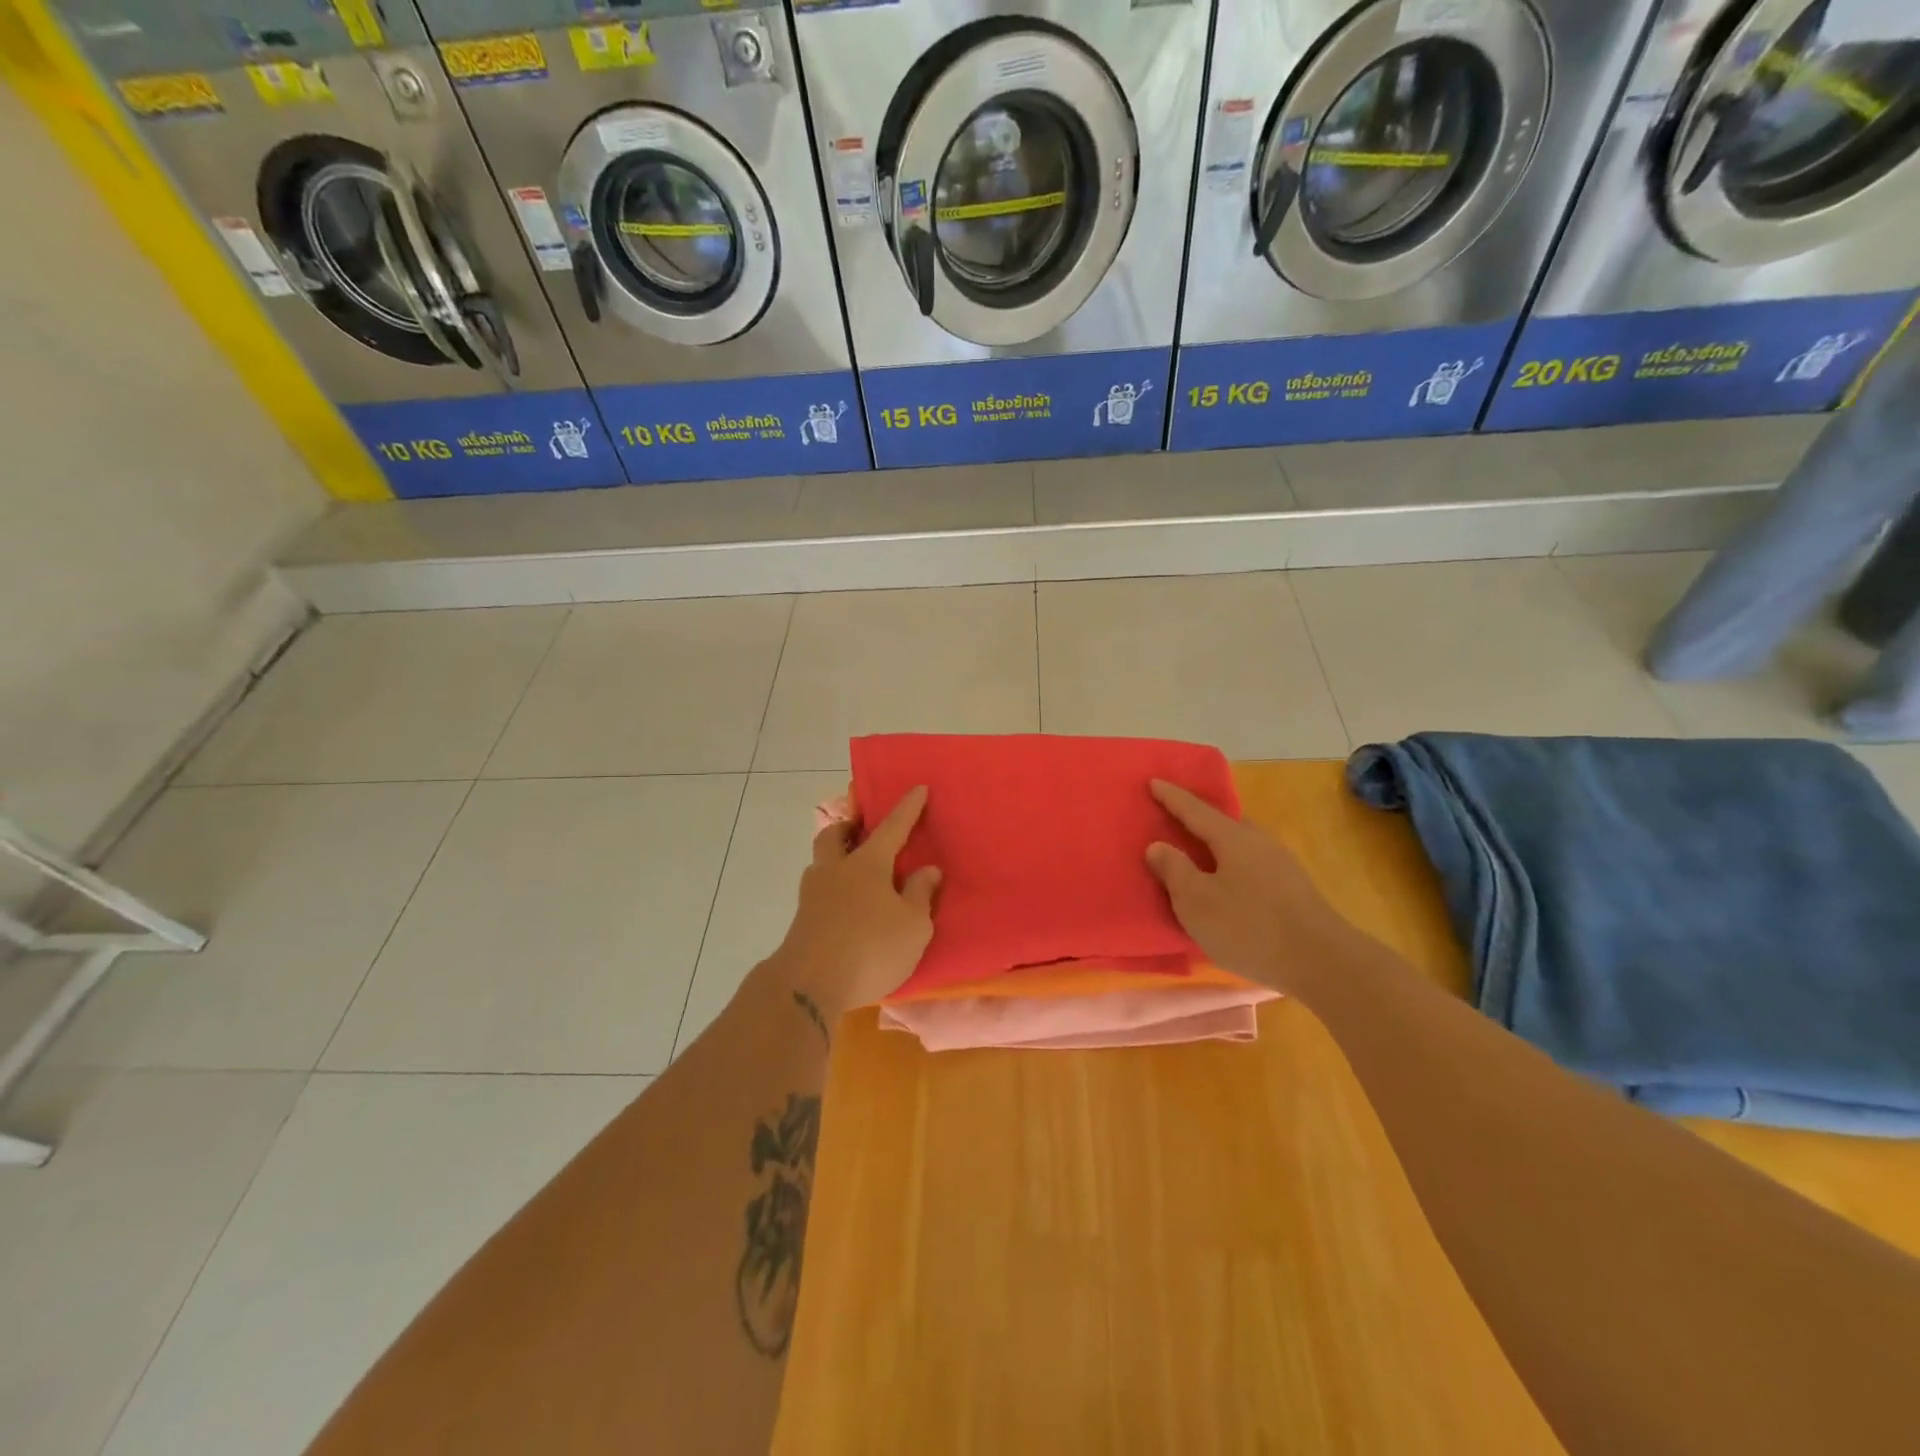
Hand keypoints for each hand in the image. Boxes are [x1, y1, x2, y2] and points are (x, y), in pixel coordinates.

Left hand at [774, 785, 941, 1022]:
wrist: (809, 985)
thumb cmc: (871, 948)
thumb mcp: (913, 925)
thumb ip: (920, 894)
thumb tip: (927, 870)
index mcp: (868, 864)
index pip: (892, 827)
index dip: (908, 808)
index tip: (918, 788)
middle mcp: (836, 870)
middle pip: (835, 836)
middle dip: (849, 827)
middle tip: (861, 830)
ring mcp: (812, 895)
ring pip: (821, 864)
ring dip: (836, 859)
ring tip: (854, 873)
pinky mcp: (801, 921)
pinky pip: (818, 893)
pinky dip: (832, 891)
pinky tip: (845, 908)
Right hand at [1144, 779, 1344, 990]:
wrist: (1324, 963)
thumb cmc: (1250, 928)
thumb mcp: (1197, 902)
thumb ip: (1174, 870)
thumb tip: (1158, 846)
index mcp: (1233, 838)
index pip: (1195, 810)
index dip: (1172, 797)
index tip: (1153, 781)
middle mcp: (1259, 843)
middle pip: (1223, 823)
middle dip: (1198, 819)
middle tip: (1174, 817)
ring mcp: (1281, 866)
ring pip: (1240, 846)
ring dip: (1216, 846)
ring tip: (1197, 854)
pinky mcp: (1293, 891)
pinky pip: (1251, 867)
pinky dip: (1231, 867)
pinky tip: (1227, 886)